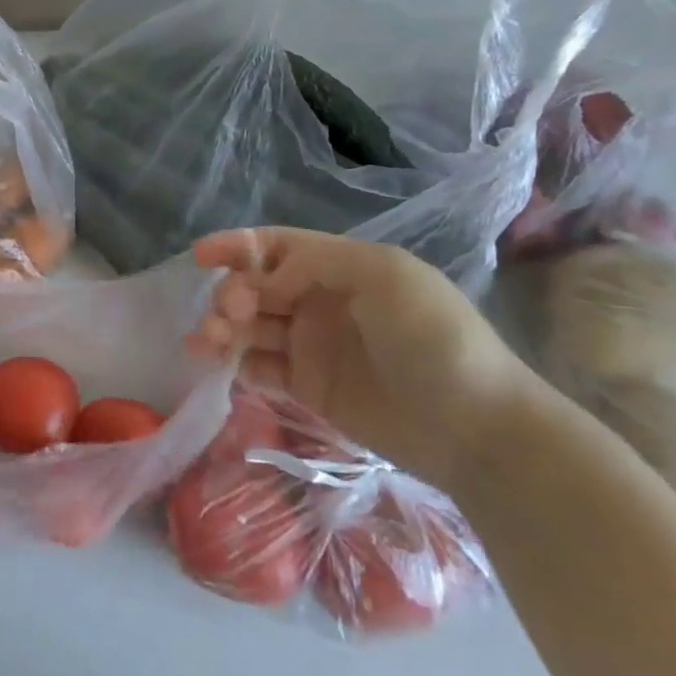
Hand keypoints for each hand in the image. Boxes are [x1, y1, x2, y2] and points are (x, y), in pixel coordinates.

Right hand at [186, 228, 544, 492]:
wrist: (475, 428)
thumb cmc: (435, 340)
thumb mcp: (385, 277)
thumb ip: (315, 263)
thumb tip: (262, 282)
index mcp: (341, 268)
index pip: (277, 248)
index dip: (237, 247)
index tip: (200, 257)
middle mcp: (320, 302)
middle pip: (256, 287)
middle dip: (231, 293)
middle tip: (231, 314)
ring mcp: (312, 346)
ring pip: (251, 327)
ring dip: (223, 327)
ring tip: (208, 341)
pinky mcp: (308, 387)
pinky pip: (259, 367)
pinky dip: (234, 362)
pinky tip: (220, 365)